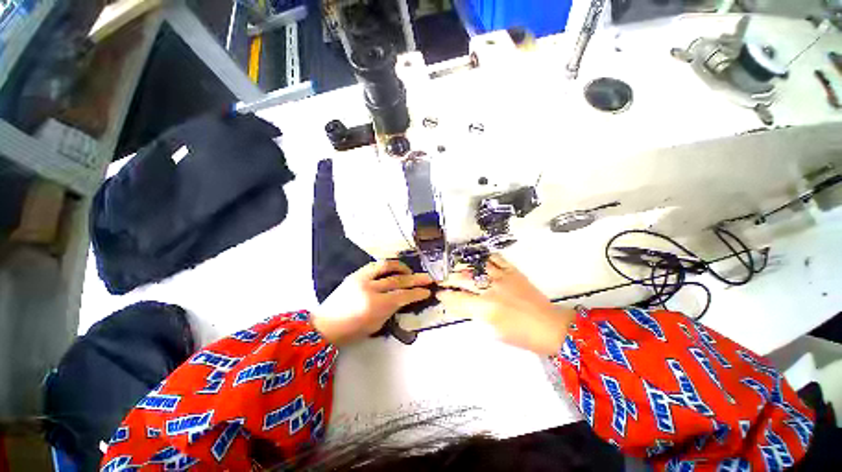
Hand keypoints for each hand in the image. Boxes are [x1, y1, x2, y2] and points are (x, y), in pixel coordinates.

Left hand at [312, 260, 432, 344]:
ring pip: (387, 267)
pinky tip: (394, 269)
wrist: (325, 325)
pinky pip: (375, 265)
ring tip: (411, 271)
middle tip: (428, 278)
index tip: (427, 291)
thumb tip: (403, 298)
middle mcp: (370, 288)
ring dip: (402, 268)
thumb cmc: (352, 331)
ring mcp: (362, 278)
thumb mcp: (376, 325)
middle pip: (398, 280)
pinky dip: (388, 266)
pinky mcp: (355, 274)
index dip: (417, 293)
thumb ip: (392, 309)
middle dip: (415, 279)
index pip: (402, 295)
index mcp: (376, 306)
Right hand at [436, 254, 574, 354]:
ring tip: (457, 267)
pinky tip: (479, 261)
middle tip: (444, 280)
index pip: (458, 298)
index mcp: (485, 307)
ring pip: (476, 266)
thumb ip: (474, 315)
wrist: (549, 326)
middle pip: (463, 278)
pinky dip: (485, 258)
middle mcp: (491, 289)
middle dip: (449, 278)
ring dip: (463, 266)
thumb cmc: (520, 335)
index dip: (446, 295)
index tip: (439, 293)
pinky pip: (496, 259)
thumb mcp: (493, 331)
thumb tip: (459, 305)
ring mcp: (502, 277)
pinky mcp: (513, 272)